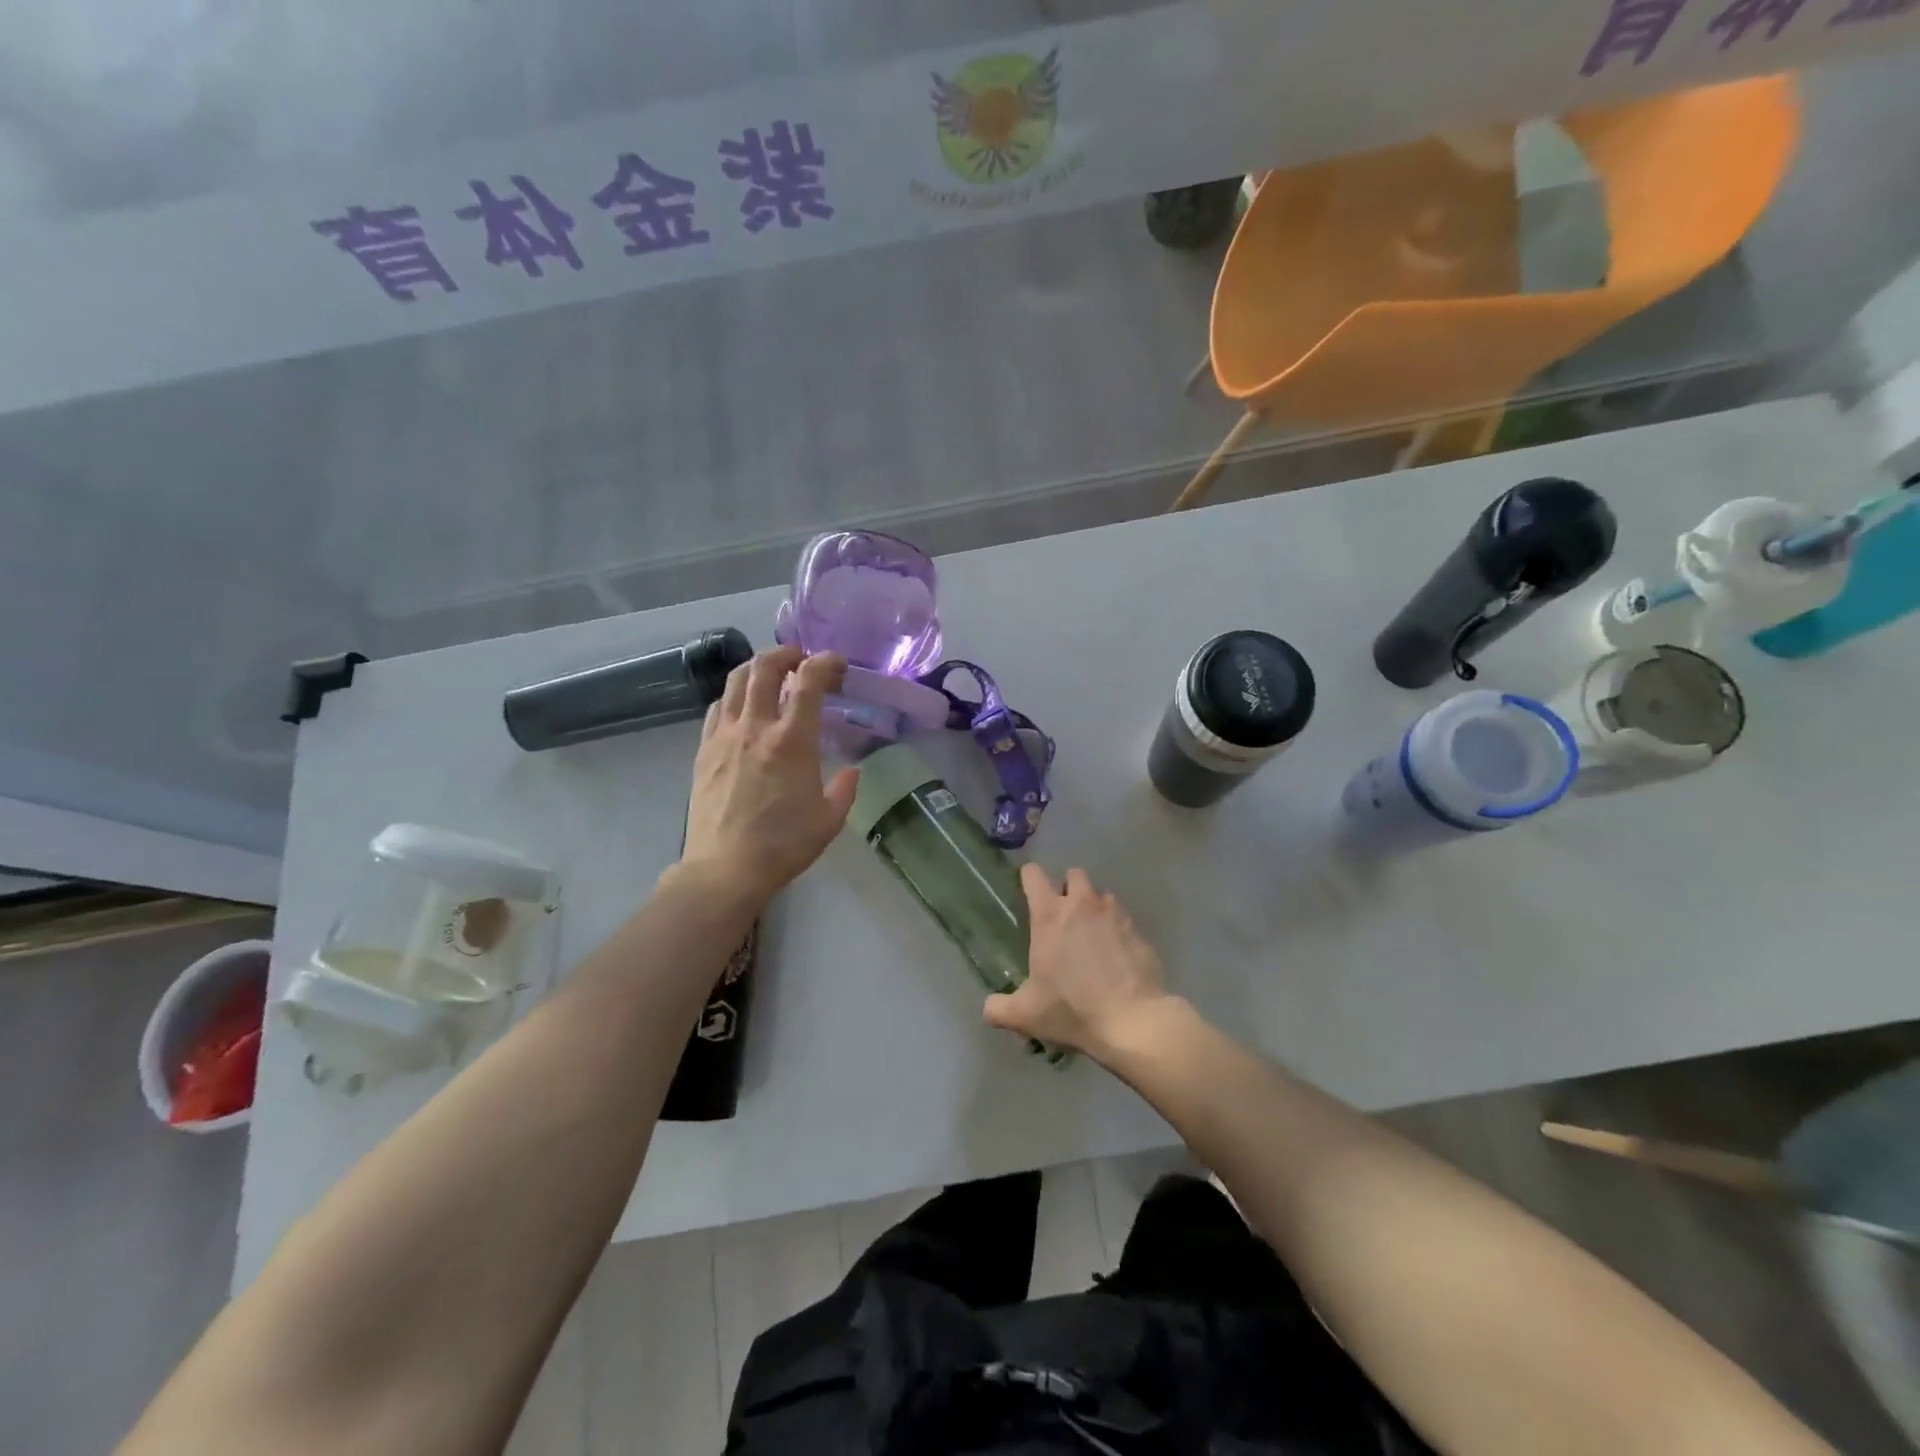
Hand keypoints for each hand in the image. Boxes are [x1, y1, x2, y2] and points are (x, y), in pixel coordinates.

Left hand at [680, 646, 858, 905]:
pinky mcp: (703, 750)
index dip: (825, 663)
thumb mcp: (829, 820)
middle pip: (764, 668)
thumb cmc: (784, 845)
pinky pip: (717, 708)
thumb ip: (845, 790)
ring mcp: (724, 736)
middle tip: (799, 658)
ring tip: (769, 672)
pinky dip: (733, 696)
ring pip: (734, 681)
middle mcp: (755, 727)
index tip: (836, 663)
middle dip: (785, 653)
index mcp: (792, 740)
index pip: (808, 682)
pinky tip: (742, 707)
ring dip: (755, 667)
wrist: (725, 868)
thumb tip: (853, 772)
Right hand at [984, 865, 1172, 1062]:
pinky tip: (1116, 956)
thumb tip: (990, 1007)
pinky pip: (1124, 919)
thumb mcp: (1025, 1015)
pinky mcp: (1138, 931)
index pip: (1034, 875)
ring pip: (1101, 895)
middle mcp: (1082, 904)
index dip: (1029, 879)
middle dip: (1067, 889)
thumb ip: (999, 1008)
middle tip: (1063, 918)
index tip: (1028, 892)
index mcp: (1049, 915)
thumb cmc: (1072, 1009)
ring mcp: (1114, 915)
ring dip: (1094, 908)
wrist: (1132, 1021)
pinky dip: (1117, 930)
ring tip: (1092, 936)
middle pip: (1073, 875)